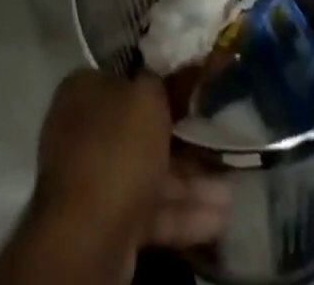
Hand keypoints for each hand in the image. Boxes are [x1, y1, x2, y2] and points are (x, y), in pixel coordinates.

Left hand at [25, 71, 228, 275]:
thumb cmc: (118, 147)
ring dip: (191, 184)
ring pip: (149, 174)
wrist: (90, 233)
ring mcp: (94, 180)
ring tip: (230, 192)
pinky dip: (182, 214)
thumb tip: (160, 79)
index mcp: (83, 91)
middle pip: (140, 131)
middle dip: (184, 143)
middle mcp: (84, 131)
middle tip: (218, 146)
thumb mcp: (146, 96)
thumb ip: (157, 82)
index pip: (124, 80)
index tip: (191, 94)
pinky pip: (149, 211)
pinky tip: (219, 220)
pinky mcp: (107, 223)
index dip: (158, 86)